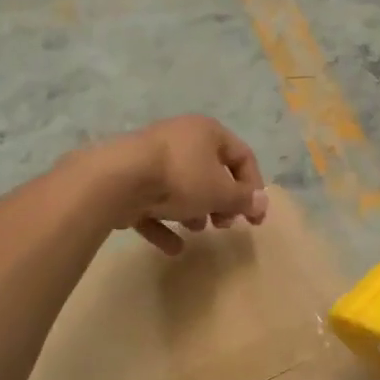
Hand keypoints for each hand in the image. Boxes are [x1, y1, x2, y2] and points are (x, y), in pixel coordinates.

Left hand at [104, 115, 267, 254]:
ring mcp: (151, 157)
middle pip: (211, 172)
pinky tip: (173, 248)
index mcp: (207, 132)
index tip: (254, 217)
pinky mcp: (128, 179)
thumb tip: (262, 203)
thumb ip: (243, 199)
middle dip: (221, 202)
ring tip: (197, 230)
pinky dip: (164, 224)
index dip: (254, 187)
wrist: (116, 179)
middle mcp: (180, 138)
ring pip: (182, 186)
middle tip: (224, 224)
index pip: (242, 156)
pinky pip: (153, 202)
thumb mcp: (221, 192)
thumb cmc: (180, 178)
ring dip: (194, 211)